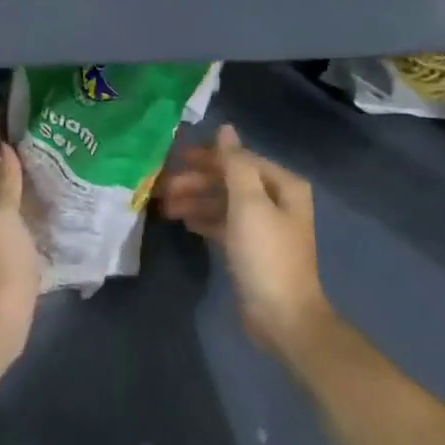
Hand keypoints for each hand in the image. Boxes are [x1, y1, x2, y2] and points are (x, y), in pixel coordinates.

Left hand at [0, 103, 43, 374]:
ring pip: (8, 187)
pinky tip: (52, 192)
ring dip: (22, 166)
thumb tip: (4, 144)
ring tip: (50, 147)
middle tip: (36, 118)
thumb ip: (3, 183)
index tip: (6, 101)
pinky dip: (32, 193)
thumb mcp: (0, 218)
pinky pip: (21, 208)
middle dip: (10, 142)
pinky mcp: (12, 246)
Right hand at [158, 124, 338, 367]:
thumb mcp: (248, 204)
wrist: (282, 317)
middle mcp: (276, 200)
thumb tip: (225, 128)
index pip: (239, 159)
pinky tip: (183, 221)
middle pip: (229, 180)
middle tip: (162, 188)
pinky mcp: (251, 248)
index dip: (206, 157)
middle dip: (196, 182)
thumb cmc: (265, 254)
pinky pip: (223, 223)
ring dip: (195, 200)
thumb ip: (235, 164)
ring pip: (223, 202)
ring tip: (164, 207)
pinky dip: (204, 219)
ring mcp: (264, 226)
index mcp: (283, 185)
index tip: (173, 159)